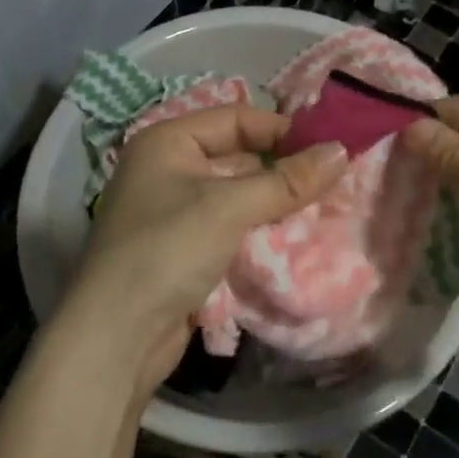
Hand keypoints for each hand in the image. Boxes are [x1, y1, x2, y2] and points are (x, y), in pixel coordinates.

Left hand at [53, 105, 347, 403]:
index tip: (329, 148)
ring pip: (239, 195)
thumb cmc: (167, 251)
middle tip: (334, 180)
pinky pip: (232, 227)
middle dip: (284, 169)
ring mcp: (175, 212)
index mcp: (167, 142)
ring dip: (276, 203)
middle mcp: (168, 169)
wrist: (115, 339)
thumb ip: (287, 181)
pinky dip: (261, 230)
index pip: (236, 118)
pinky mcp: (185, 249)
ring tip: (325, 207)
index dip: (282, 130)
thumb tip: (342, 150)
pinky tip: (295, 238)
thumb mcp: (230, 208)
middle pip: (239, 156)